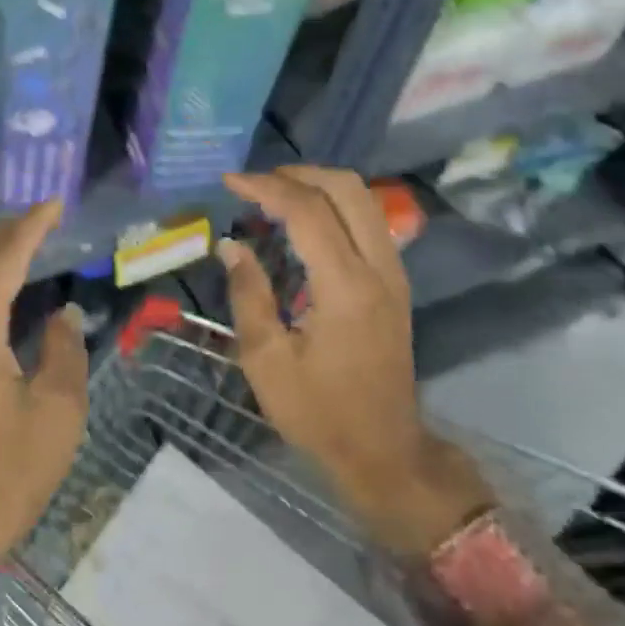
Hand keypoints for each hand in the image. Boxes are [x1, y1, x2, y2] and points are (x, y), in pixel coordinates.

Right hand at [219, 168, 491, 555]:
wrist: (384, 451)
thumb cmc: (318, 412)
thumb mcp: (266, 360)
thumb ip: (248, 295)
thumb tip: (231, 245)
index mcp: (345, 287)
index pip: (308, 211)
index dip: (265, 187)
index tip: (229, 182)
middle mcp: (378, 270)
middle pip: (348, 190)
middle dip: (298, 174)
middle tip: (254, 183)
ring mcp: (394, 275)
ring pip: (365, 201)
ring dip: (319, 186)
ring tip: (273, 195)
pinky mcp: (395, 285)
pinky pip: (369, 223)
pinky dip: (335, 207)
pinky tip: (303, 223)